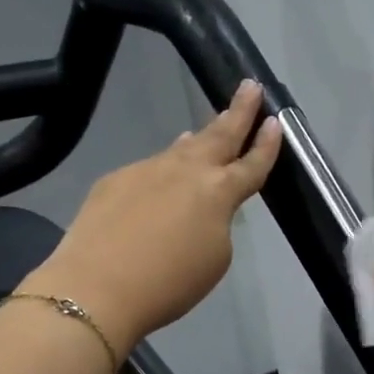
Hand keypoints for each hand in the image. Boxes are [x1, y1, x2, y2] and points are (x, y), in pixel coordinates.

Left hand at [21, 80, 281, 358]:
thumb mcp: (215, 258)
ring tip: (211, 127)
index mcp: (218, 192)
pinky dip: (164, 167)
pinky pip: (151, 167)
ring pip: (182, 149)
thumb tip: (202, 206)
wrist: (97, 287)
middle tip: (250, 86)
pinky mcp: (116, 180)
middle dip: (239, 111)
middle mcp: (185, 171)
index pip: (251, 164)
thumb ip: (218, 223)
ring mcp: (147, 170)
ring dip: (201, 137)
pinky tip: (162, 177)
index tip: (276, 122)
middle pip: (219, 135)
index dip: (267, 145)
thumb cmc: (170, 283)